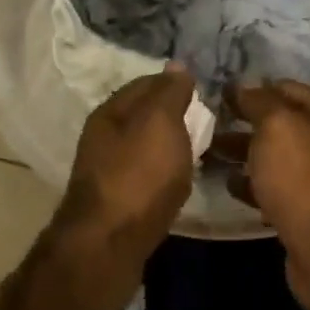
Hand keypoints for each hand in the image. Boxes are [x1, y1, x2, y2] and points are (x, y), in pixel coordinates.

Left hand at [58, 67, 195, 253]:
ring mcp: (107, 171)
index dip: (174, 82)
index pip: (145, 83)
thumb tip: (176, 66)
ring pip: (143, 146)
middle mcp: (103, 137)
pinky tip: (179, 178)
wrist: (110, 243)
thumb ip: (169, 93)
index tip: (204, 89)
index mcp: (109, 112)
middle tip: (207, 118)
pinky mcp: (116, 202)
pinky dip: (164, 171)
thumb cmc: (138, 175)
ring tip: (200, 147)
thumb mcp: (159, 122)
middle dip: (172, 114)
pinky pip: (145, 174)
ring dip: (168, 144)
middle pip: (142, 116)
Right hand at [221, 83, 309, 262]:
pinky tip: (228, 184)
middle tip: (208, 124)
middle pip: (282, 124)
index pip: (287, 89)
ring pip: (276, 157)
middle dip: (245, 123)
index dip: (253, 89)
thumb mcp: (278, 128)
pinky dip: (253, 184)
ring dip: (244, 154)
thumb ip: (259, 101)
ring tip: (209, 153)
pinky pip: (276, 187)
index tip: (218, 95)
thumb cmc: (304, 180)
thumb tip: (241, 86)